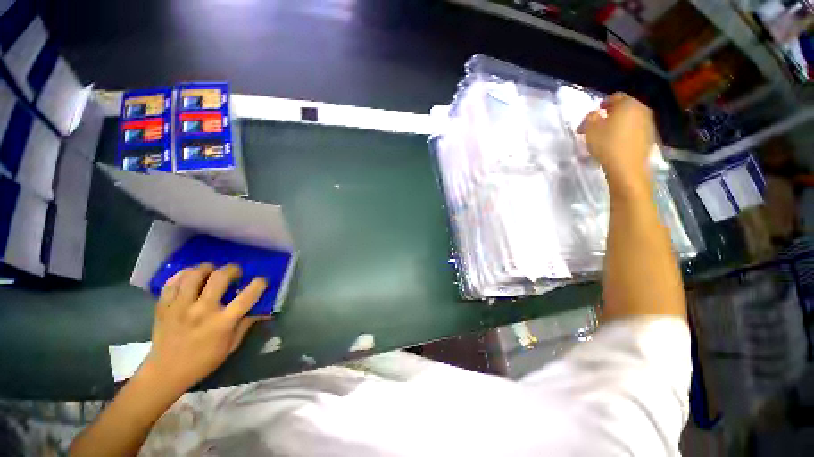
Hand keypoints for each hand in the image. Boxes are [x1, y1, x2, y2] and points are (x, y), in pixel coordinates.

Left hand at [140, 263, 268, 393]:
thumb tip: (262, 309)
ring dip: (207, 268)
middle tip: (235, 272)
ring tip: (211, 271)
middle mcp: (202, 311)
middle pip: (220, 277)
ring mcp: (179, 307)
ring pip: (194, 275)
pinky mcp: (163, 307)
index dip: (259, 284)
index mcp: (222, 323)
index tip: (262, 281)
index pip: (247, 297)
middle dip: (232, 269)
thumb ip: (246, 324)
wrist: (165, 372)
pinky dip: (183, 275)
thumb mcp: (231, 346)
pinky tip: (190, 277)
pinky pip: (172, 283)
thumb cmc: (203, 361)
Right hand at [578, 93, 655, 192]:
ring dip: (619, 124)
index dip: (603, 103)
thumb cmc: (607, 144)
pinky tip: (616, 143)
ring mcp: (648, 124)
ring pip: (630, 119)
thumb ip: (590, 117)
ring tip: (606, 135)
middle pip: (625, 108)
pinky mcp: (649, 138)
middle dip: (611, 114)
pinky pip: (635, 130)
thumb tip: (594, 115)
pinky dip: (625, 133)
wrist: (627, 167)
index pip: (615, 97)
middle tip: (598, 124)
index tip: (594, 113)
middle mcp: (642, 109)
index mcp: (628, 104)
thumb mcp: (590, 129)